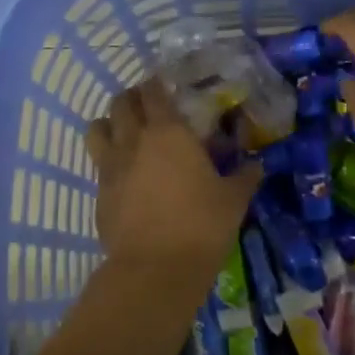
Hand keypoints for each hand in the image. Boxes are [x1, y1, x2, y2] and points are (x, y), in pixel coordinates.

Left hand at [87, 82, 258, 285]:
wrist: (155, 270)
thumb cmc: (201, 225)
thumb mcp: (233, 200)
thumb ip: (244, 176)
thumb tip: (257, 165)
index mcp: (168, 132)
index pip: (154, 92)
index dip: (157, 85)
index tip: (165, 86)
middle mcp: (134, 140)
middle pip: (121, 102)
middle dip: (132, 99)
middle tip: (147, 107)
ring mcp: (111, 166)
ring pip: (97, 127)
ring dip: (110, 123)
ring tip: (125, 133)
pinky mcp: (98, 193)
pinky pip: (98, 164)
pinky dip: (108, 160)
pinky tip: (125, 175)